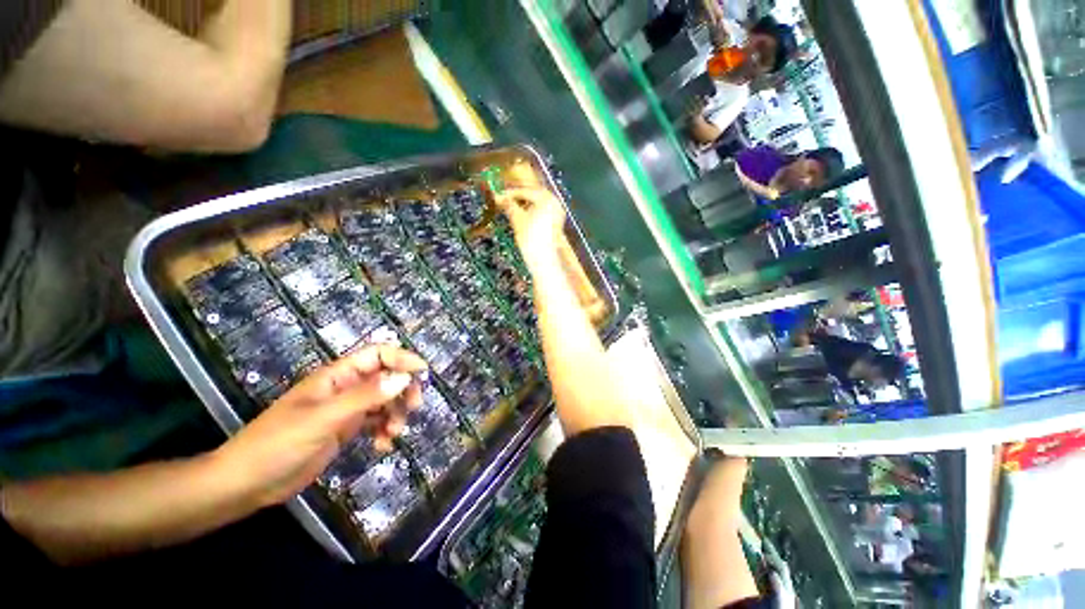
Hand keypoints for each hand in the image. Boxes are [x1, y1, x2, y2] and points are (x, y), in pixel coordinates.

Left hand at [213, 344, 426, 506]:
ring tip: (394, 433)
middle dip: (403, 389)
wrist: (247, 484)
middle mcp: (345, 388)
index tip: (422, 372)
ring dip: (395, 413)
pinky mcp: (346, 430)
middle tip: (413, 407)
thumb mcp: (323, 419)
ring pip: (385, 400)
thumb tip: (404, 378)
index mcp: (337, 376)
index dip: (401, 358)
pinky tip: (383, 446)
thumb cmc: (279, 443)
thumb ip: (364, 397)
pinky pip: (376, 422)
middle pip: (386, 377)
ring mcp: (346, 409)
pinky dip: (385, 431)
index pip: (377, 355)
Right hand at [496, 186, 566, 272]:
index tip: (499, 196)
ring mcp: (558, 213)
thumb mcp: (517, 219)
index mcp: (546, 199)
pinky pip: (544, 211)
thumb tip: (498, 197)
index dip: (510, 193)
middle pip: (534, 195)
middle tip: (505, 200)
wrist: (542, 258)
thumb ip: (508, 205)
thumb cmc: (530, 238)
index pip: (525, 191)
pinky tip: (524, 216)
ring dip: (526, 204)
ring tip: (513, 208)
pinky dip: (533, 211)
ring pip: (539, 203)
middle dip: (519, 197)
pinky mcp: (557, 222)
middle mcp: (555, 203)